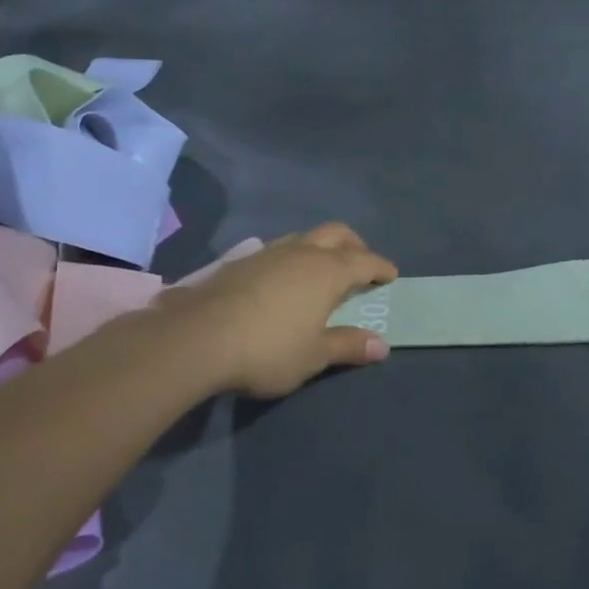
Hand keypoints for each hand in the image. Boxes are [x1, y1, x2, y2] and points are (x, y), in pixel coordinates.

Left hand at [149, 224, 397, 398]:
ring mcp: (267, 253)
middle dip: (354, 245)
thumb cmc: (268, 349)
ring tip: (320, 269)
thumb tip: (382, 346)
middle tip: (360, 263)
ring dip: (319, 247)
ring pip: (303, 237)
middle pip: (336, 233)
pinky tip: (281, 280)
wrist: (196, 339)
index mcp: (327, 271)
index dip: (381, 267)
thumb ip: (348, 346)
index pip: (365, 261)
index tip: (391, 275)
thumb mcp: (314, 356)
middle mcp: (301, 252)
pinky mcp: (238, 262)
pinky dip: (291, 257)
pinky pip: (276, 250)